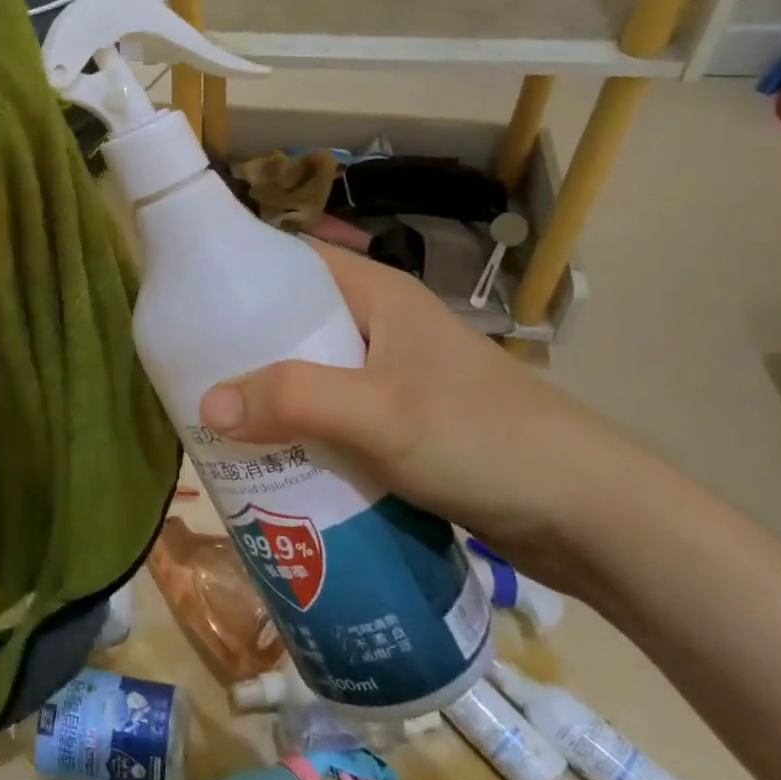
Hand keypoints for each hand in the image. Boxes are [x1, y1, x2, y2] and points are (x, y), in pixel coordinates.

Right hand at [199, 243, 644, 592]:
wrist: (592, 517)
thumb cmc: (485, 439)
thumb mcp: (381, 413)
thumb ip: (294, 400)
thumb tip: (206, 404)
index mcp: (377, 295)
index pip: (291, 261)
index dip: (240, 274)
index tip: (188, 305)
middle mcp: (381, 327)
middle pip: (294, 323)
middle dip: (244, 349)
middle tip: (192, 377)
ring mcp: (394, 378)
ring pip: (311, 374)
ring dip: (271, 397)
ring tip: (219, 422)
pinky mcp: (403, 424)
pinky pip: (334, 416)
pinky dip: (302, 431)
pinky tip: (272, 460)